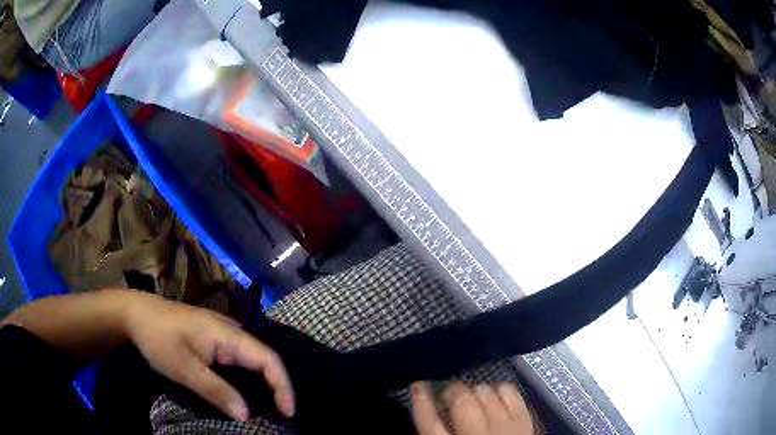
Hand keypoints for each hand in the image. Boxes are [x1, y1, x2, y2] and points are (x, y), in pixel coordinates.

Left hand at [123, 292, 294, 420]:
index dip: (283, 386)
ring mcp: (224, 334)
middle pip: (265, 359)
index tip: (288, 413)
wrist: (136, 313)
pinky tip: (247, 393)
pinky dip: (250, 379)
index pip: (268, 359)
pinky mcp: (215, 339)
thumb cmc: (158, 338)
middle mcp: (232, 331)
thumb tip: (246, 416)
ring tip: (270, 409)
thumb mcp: (183, 368)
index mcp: (228, 334)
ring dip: (265, 385)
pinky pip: (241, 360)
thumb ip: (216, 390)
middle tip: (281, 416)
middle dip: (278, 388)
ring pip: (254, 360)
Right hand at [412, 381, 533, 434]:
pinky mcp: (523, 420)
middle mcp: (475, 434)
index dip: (421, 401)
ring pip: (485, 393)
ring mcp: (503, 426)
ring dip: (475, 390)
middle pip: (460, 401)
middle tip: (450, 390)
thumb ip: (436, 433)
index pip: (428, 421)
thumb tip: (429, 415)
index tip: (419, 385)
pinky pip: (510, 393)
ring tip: (473, 395)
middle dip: (453, 390)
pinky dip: (500, 389)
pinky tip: (495, 394)